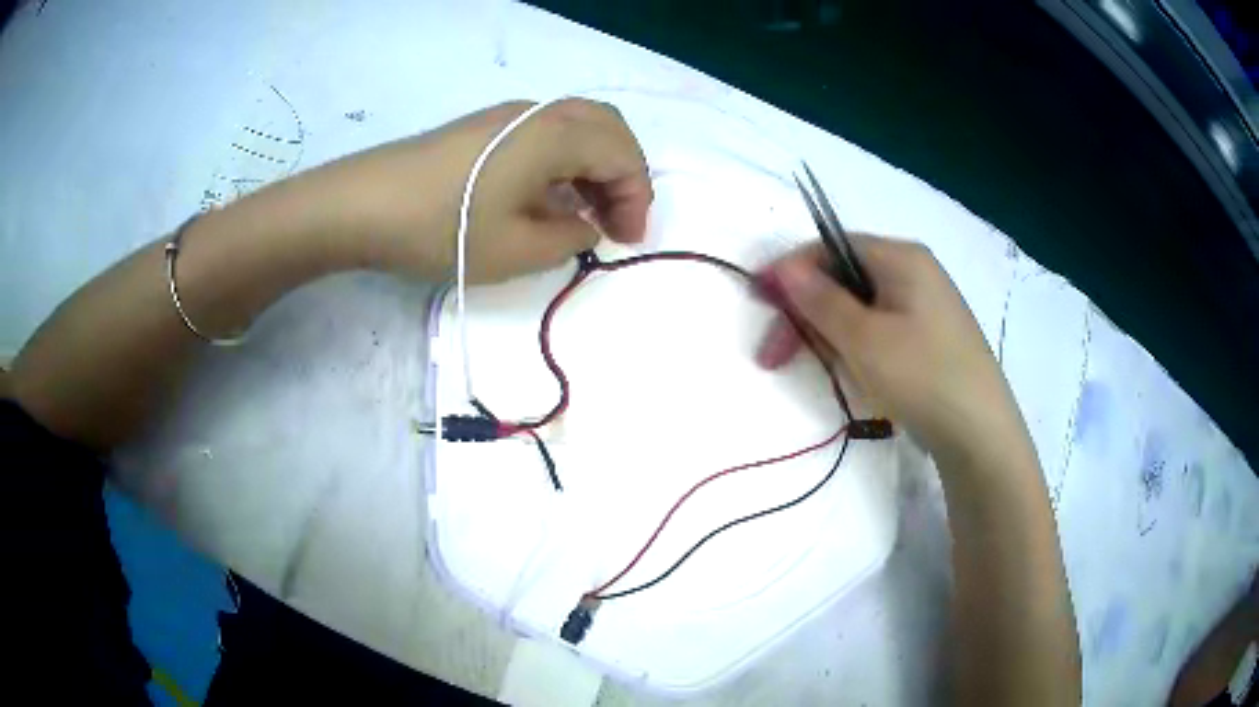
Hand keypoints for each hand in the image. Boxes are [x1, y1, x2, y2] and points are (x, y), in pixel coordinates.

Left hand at [284, 99, 652, 282]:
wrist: (362, 205)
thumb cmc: (442, 228)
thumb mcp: (517, 251)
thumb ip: (569, 238)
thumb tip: (584, 224)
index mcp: (556, 134)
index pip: (622, 155)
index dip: (636, 198)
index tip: (627, 241)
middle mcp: (539, 113)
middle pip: (607, 129)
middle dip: (623, 175)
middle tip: (615, 221)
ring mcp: (508, 115)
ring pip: (576, 129)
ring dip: (593, 167)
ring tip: (585, 215)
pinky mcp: (484, 127)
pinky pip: (545, 134)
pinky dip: (564, 162)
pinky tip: (547, 197)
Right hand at [755, 235, 1029, 458]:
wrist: (981, 434)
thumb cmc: (922, 377)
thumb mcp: (863, 339)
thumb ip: (820, 299)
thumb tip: (784, 267)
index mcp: (901, 257)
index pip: (830, 247)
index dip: (790, 272)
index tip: (758, 303)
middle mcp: (914, 271)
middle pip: (843, 279)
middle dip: (807, 314)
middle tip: (775, 357)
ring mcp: (925, 305)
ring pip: (859, 308)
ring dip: (832, 336)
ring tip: (830, 373)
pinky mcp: (929, 336)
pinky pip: (880, 329)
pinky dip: (857, 348)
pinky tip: (858, 376)